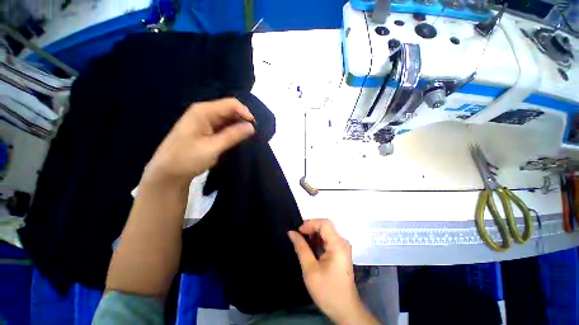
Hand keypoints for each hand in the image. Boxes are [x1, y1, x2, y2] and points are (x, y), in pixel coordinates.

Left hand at [144, 98, 254, 186]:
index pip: (231, 104)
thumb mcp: (212, 147)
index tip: (254, 128)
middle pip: (230, 110)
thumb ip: (233, 135)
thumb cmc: (186, 159)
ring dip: (238, 127)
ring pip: (228, 119)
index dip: (245, 113)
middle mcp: (205, 112)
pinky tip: (237, 140)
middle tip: (252, 135)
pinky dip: (233, 132)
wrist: (168, 173)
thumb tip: (252, 127)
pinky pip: (224, 127)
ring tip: (246, 139)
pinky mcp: (207, 130)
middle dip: (243, 120)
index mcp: (203, 111)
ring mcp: (205, 121)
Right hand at [288, 220, 378, 324]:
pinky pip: (328, 239)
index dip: (310, 223)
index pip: (324, 224)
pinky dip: (317, 240)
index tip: (298, 231)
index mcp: (338, 245)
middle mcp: (342, 242)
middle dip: (311, 227)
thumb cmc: (327, 291)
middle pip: (326, 226)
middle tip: (298, 235)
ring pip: (326, 232)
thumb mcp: (310, 270)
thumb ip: (301, 248)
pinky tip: (310, 247)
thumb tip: (291, 232)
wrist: (345, 310)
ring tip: (302, 241)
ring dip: (313, 233)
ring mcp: (342, 247)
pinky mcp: (340, 252)